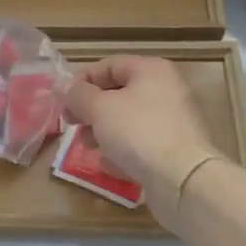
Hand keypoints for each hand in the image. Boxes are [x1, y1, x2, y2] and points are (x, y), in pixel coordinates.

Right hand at [63, 56, 221, 233]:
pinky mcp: (175, 150)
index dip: (81, 81)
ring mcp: (173, 122)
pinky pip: (141, 144)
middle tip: (72, 125)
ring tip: (88, 147)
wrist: (183, 180)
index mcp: (151, 70)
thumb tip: (62, 86)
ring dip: (103, 132)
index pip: (108, 65)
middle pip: (118, 94)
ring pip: (128, 121)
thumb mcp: (99, 108)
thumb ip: (77, 95)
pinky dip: (123, 151)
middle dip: (90, 110)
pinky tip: (109, 165)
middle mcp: (166, 90)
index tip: (63, 101)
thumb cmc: (138, 132)